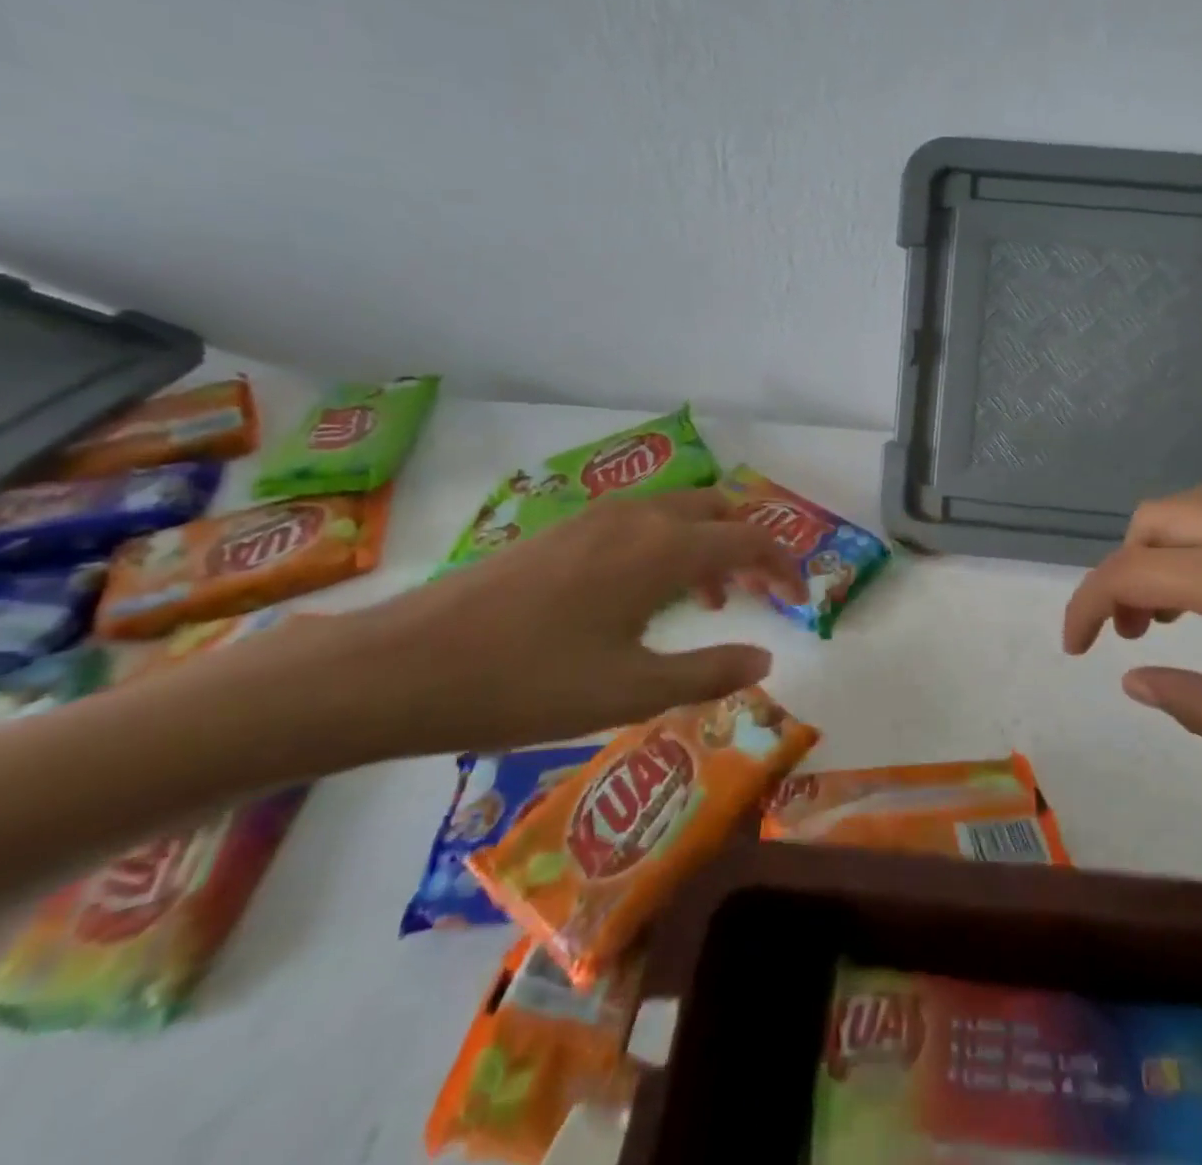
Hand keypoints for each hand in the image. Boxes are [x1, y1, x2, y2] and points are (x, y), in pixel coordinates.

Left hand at [314, 487, 807, 758]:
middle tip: (757, 594)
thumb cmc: (527, 683)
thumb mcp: (631, 692)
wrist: (401, 667)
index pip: (750, 538)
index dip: (784, 566)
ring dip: (707, 546)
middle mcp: (636, 518)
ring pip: (676, 513)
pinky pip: (639, 523)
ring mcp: (593, 519)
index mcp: (663, 549)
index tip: (800, 600)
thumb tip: (766, 659)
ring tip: (708, 600)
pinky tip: (642, 597)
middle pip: (717, 510)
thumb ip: (710, 672)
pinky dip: (667, 546)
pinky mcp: (560, 532)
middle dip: (748, 546)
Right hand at [1062, 489, 1201, 835]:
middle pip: (1156, 517)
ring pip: (1198, 507)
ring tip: (1176, 621)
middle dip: (1123, 570)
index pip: (1133, 570)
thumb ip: (1198, 702)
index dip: (1088, 605)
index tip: (1076, 649)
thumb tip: (1133, 676)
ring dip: (1165, 552)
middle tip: (1135, 635)